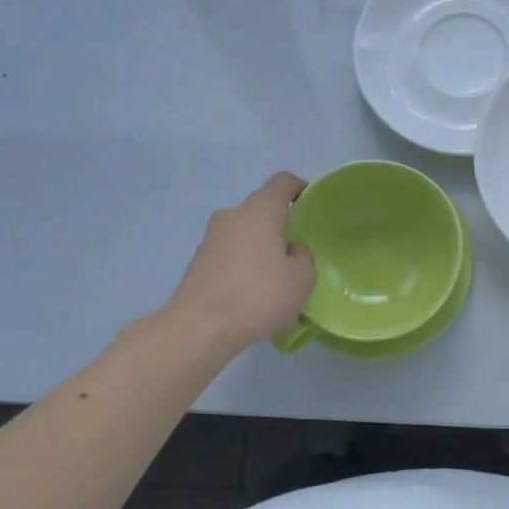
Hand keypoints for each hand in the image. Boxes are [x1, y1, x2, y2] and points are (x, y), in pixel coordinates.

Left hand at [167, 174, 316, 350]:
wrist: (199, 327)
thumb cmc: (258, 295)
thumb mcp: (302, 278)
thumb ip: (303, 256)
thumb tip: (290, 250)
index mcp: (261, 210)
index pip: (283, 182)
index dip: (300, 189)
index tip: (311, 206)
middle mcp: (232, 214)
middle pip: (261, 208)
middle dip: (279, 223)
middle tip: (295, 250)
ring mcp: (210, 237)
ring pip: (243, 231)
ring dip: (259, 245)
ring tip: (273, 276)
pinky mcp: (197, 261)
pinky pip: (228, 252)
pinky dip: (241, 263)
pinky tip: (250, 292)